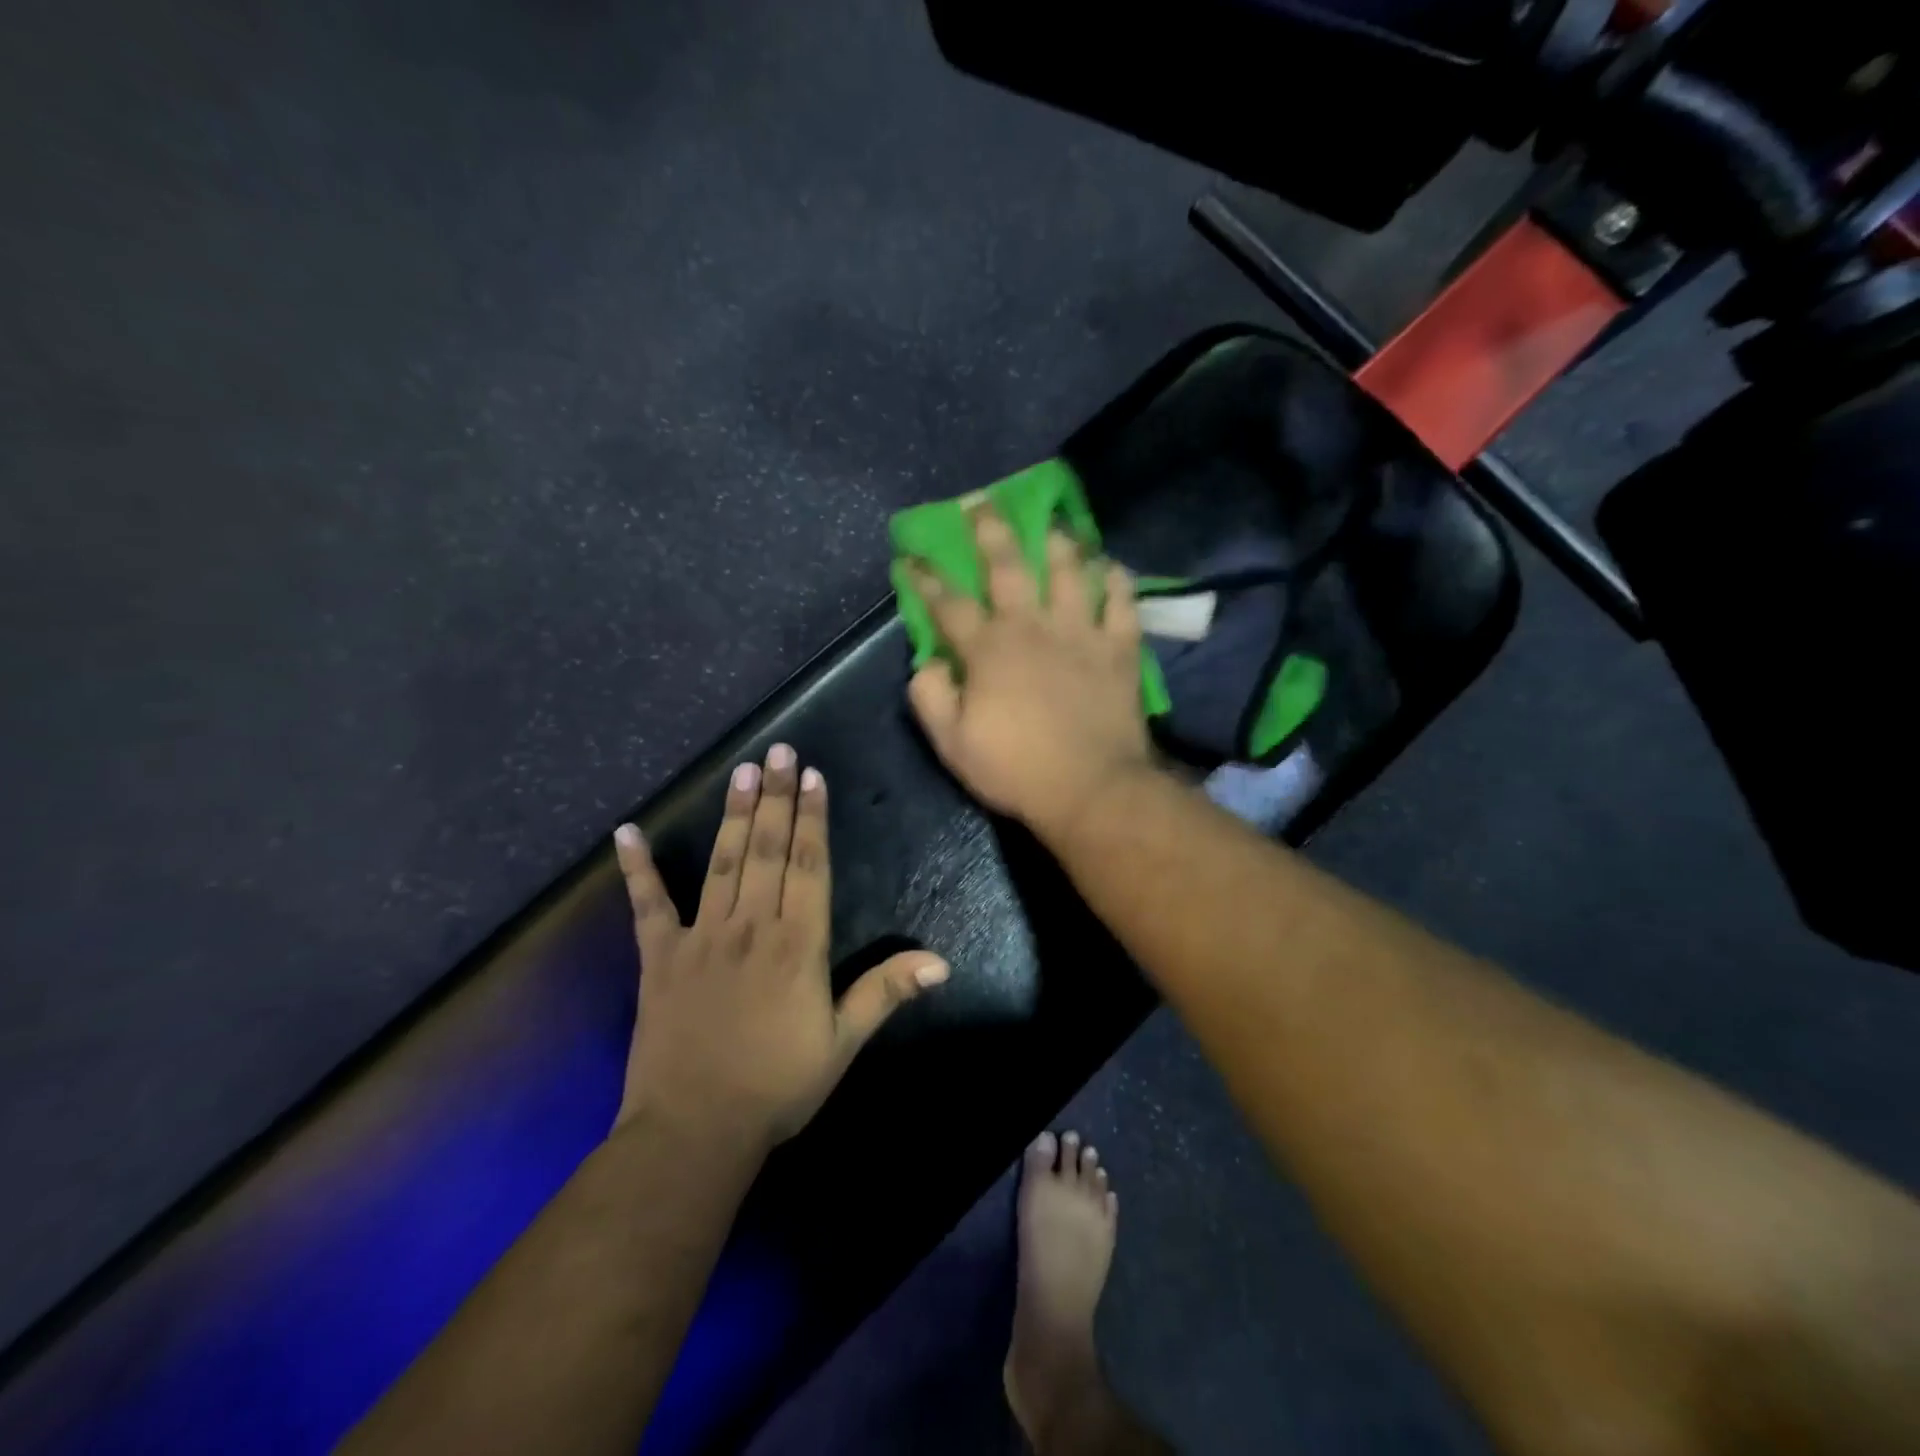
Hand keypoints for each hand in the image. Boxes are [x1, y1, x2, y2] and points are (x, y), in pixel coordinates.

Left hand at [611, 744, 948, 1147]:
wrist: (696, 1132)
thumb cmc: (778, 1087)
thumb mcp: (842, 1043)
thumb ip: (886, 993)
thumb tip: (941, 962)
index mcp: (798, 944)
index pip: (809, 866)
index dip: (812, 818)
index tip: (811, 776)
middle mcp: (751, 927)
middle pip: (767, 850)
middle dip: (775, 796)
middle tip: (778, 750)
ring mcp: (701, 938)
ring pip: (722, 863)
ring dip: (733, 814)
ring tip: (740, 770)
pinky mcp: (659, 958)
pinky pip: (647, 906)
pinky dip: (637, 869)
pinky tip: (627, 833)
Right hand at [907, 508, 1155, 837]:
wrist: (1092, 789)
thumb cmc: (1016, 769)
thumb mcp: (953, 744)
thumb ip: (930, 697)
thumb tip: (927, 662)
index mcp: (988, 649)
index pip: (948, 603)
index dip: (925, 578)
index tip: (910, 555)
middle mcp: (1032, 626)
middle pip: (1008, 565)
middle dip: (989, 530)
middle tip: (981, 501)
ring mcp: (1080, 632)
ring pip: (1069, 571)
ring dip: (1058, 542)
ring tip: (1053, 524)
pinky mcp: (1119, 648)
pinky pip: (1121, 602)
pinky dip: (1115, 581)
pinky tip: (1110, 568)